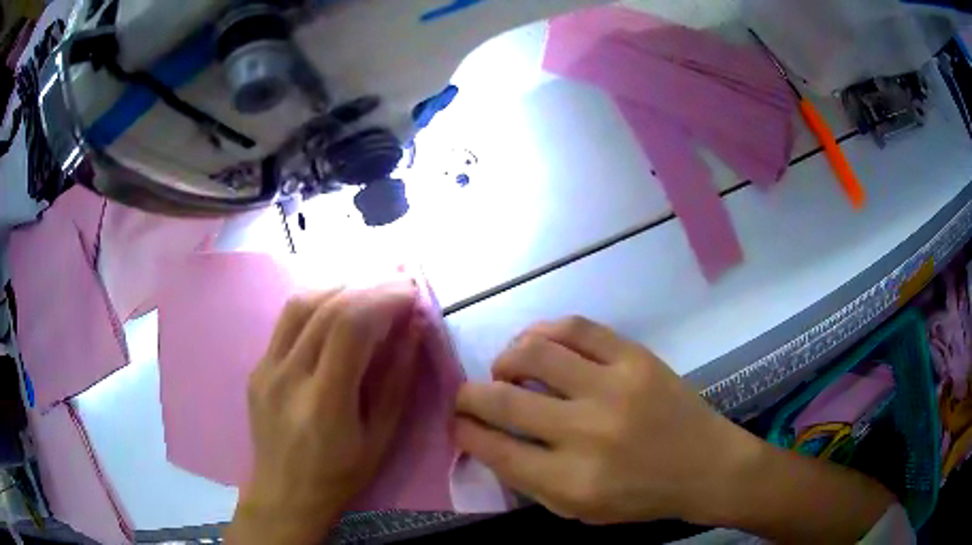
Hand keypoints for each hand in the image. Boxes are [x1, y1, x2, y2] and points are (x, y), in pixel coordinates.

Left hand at [226, 284, 424, 544]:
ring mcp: (265, 369)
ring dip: (339, 288)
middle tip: (398, 284)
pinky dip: (317, 305)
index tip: (411, 291)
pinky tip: (336, 312)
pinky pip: (286, 322)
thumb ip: (397, 381)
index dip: (383, 299)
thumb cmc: (340, 475)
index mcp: (323, 403)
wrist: (284, 492)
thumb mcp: (381, 439)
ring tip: (368, 291)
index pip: (349, 327)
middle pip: (325, 308)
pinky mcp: (256, 367)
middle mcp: (287, 377)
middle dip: (368, 287)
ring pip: (299, 305)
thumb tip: (413, 328)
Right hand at [454, 316, 759, 524]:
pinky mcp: (635, 357)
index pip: (494, 448)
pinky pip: (575, 328)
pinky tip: (536, 342)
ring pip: (533, 353)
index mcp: (571, 481)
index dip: (464, 432)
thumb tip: (489, 442)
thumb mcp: (578, 510)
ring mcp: (613, 387)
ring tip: (505, 369)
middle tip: (468, 397)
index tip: (458, 424)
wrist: (706, 466)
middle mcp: (586, 432)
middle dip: (468, 396)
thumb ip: (529, 481)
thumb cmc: (640, 497)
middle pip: (502, 399)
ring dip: (504, 360)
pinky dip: (543, 331)